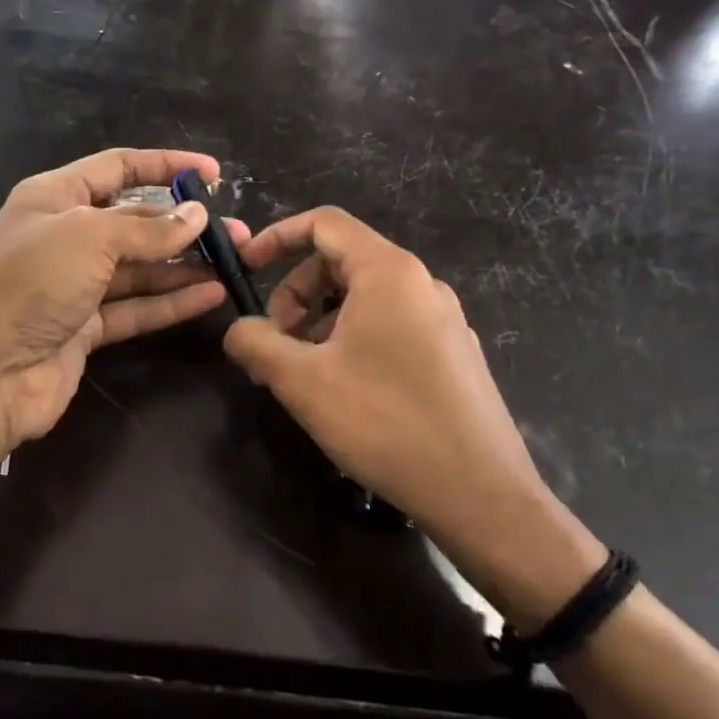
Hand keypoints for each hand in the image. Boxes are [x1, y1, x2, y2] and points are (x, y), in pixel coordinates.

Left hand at [0, 147, 249, 454]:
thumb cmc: (28, 283)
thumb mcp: (89, 238)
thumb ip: (147, 228)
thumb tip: (197, 214)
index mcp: (54, 197)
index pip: (117, 168)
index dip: (164, 166)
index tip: (212, 173)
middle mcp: (64, 237)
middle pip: (133, 221)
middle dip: (182, 222)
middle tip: (233, 231)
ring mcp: (74, 286)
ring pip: (139, 268)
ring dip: (183, 265)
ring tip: (234, 263)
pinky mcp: (84, 329)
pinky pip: (135, 308)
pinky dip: (171, 302)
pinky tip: (211, 295)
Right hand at [222, 207, 556, 547]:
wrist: (481, 495)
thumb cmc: (385, 424)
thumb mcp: (302, 381)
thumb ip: (256, 343)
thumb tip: (237, 330)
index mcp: (388, 272)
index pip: (324, 223)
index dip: (276, 236)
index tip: (246, 269)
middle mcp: (421, 284)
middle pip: (340, 262)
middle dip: (294, 294)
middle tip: (273, 345)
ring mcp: (443, 319)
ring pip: (363, 298)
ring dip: (319, 322)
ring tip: (302, 374)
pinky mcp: (453, 353)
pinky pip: (389, 325)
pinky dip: (351, 340)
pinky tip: (342, 391)